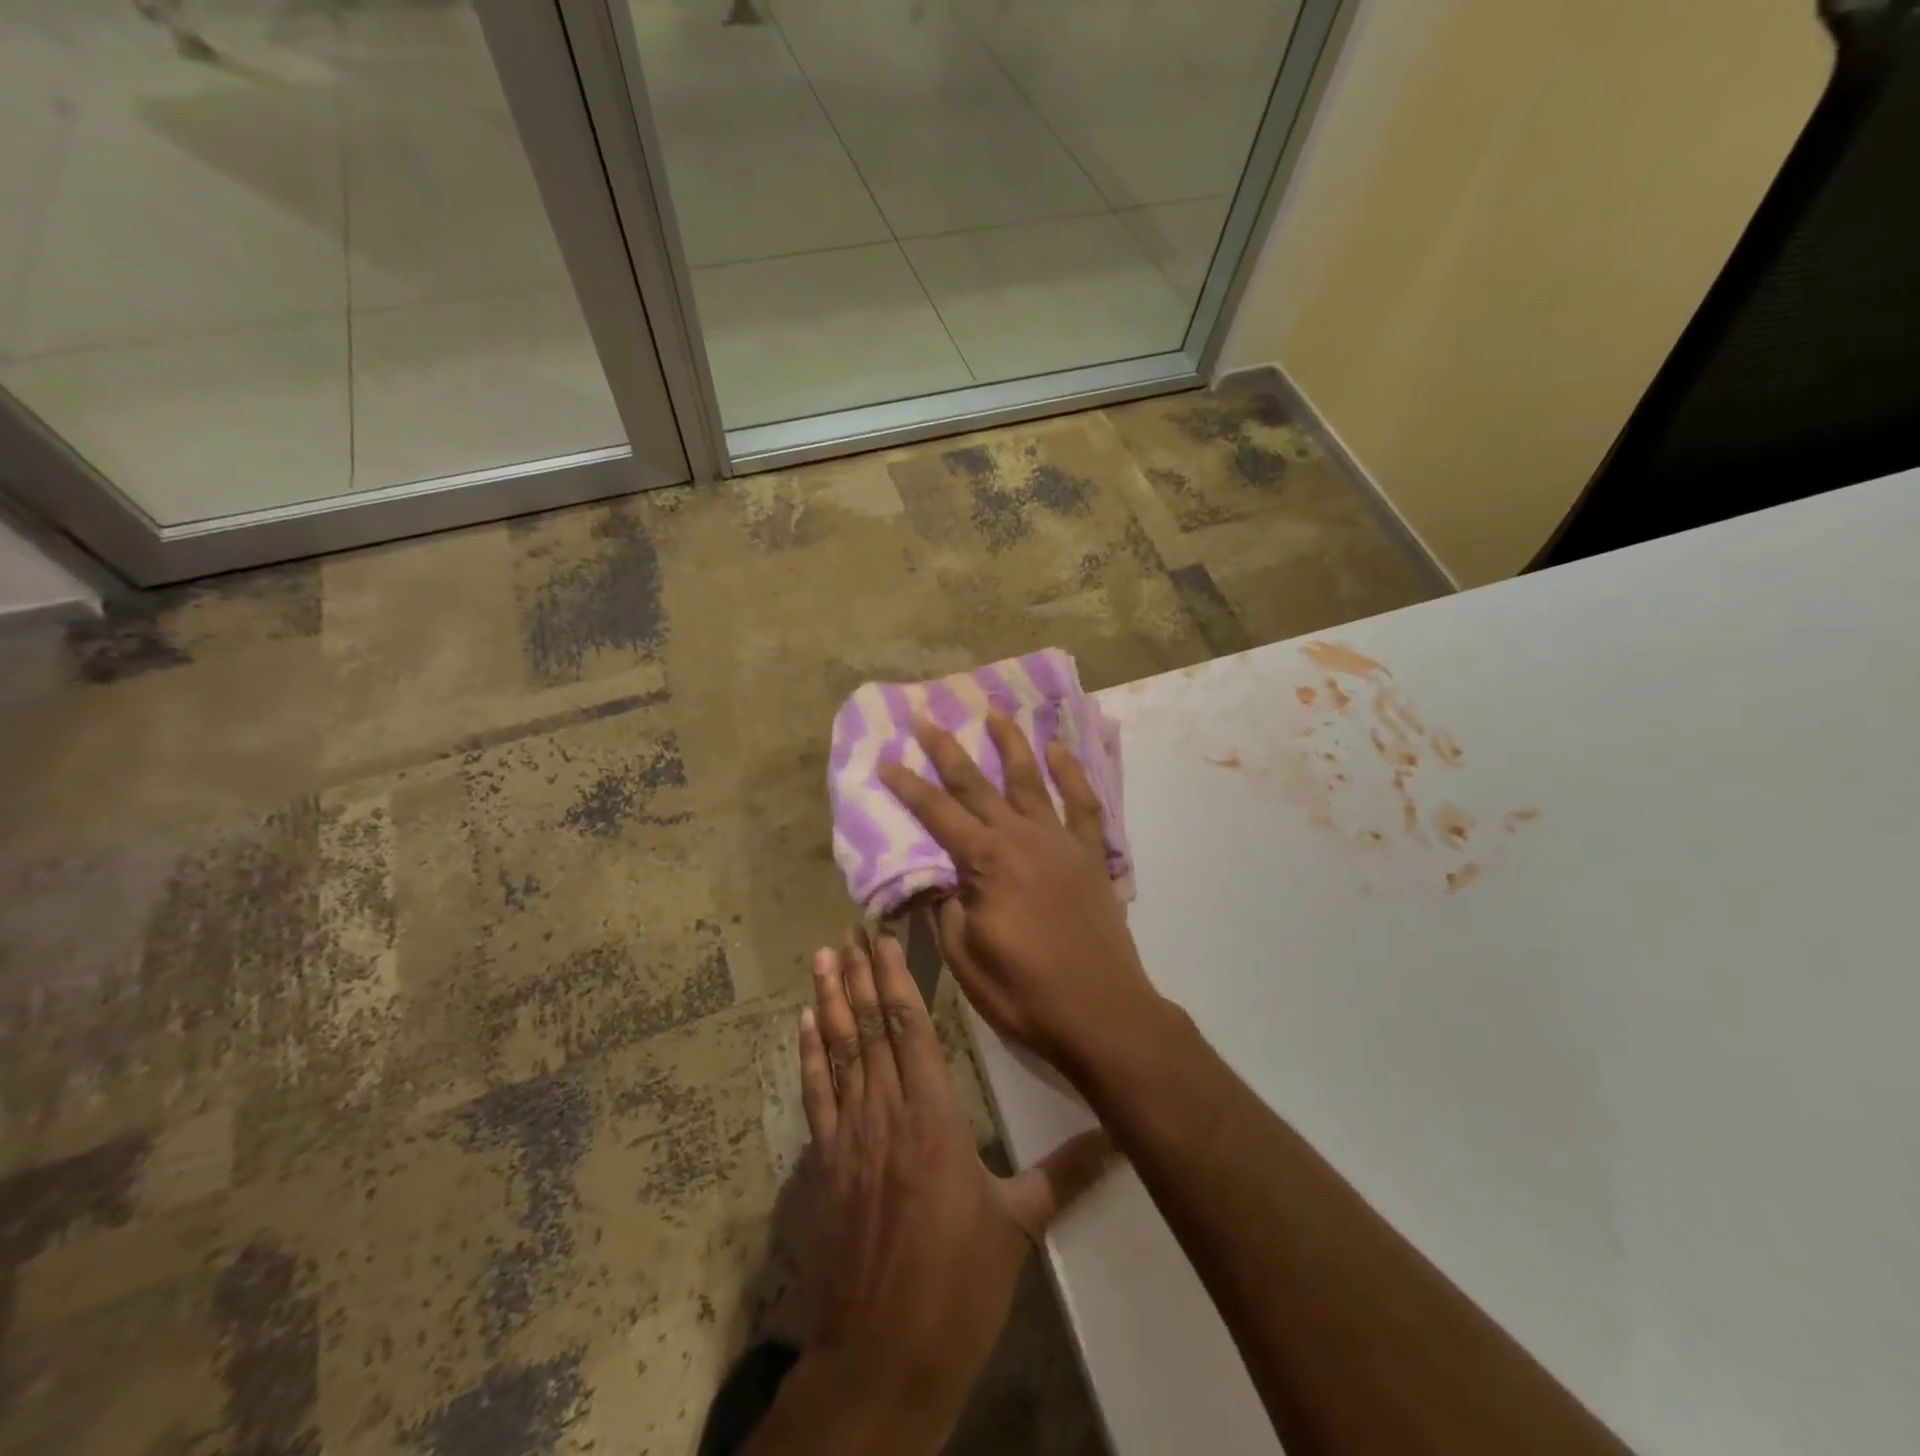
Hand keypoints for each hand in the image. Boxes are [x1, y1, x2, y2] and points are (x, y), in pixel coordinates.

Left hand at [784, 932, 1110, 1448]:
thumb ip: (1065, 1173)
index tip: (882, 940)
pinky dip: (808, 1056)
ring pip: (839, 1052)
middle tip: (846, 931)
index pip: (911, 1030)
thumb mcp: (1018, 1226)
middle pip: (870, 1030)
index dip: (895, 980)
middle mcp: (887, 1113)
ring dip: (829, 1002)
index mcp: (935, 1118)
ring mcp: (850, 1136)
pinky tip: (803, 1025)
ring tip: (821, 959)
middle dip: (859, 976)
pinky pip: (815, 1096)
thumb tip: (1120, 1140)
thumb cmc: (958, 1287)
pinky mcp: (825, 1165)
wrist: (883, 1359)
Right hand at [879, 713, 1165, 1078]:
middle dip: (947, 750)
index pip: (937, 814)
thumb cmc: (1025, 992)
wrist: (1102, 1013)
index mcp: (986, 861)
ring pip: (1031, 780)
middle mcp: (1022, 837)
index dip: (908, 787)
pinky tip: (1059, 751)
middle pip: (977, 784)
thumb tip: (932, 877)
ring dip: (1010, 744)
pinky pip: (1082, 804)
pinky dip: (1071, 774)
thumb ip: (945, 908)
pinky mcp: (1092, 855)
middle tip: (927, 718)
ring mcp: (1061, 842)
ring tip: (994, 712)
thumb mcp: (965, 958)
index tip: (886, 760)